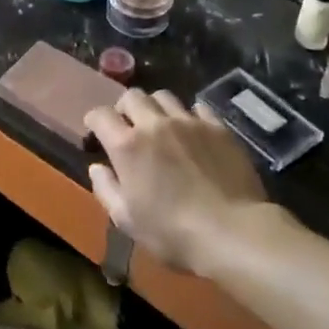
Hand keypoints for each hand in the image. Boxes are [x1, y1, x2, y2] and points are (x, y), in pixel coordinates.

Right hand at [84, 89, 280, 276]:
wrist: (234, 232)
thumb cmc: (172, 232)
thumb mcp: (126, 219)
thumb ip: (105, 188)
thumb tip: (97, 168)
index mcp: (127, 145)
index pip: (100, 114)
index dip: (94, 121)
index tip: (96, 133)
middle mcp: (154, 124)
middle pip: (132, 96)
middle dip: (124, 108)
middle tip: (128, 127)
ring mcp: (189, 122)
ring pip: (163, 96)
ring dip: (155, 108)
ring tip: (160, 126)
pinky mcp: (218, 128)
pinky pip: (197, 107)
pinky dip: (188, 115)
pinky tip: (192, 131)